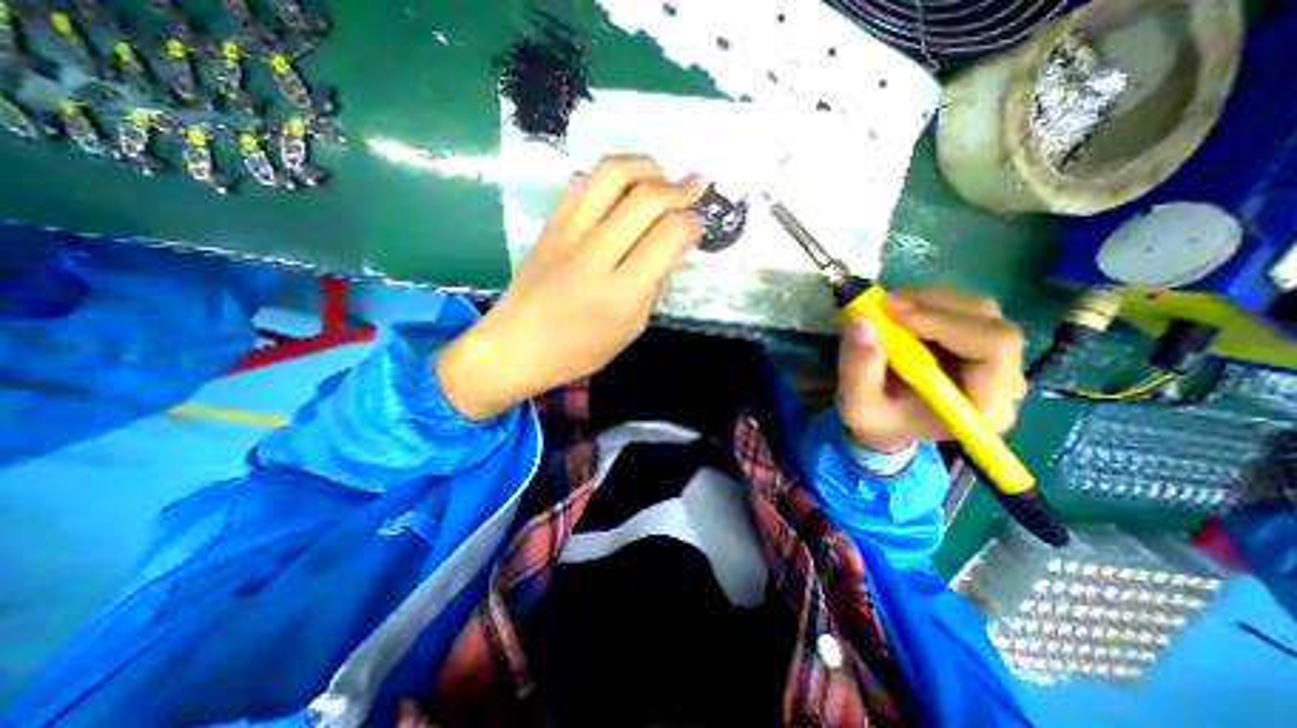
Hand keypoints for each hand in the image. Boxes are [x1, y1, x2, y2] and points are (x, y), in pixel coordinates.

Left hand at [439, 156, 704, 416]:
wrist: (516, 346)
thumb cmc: (579, 350)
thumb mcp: (630, 329)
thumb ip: (652, 285)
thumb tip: (667, 246)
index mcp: (622, 293)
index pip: (669, 237)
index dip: (691, 224)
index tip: (695, 227)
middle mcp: (596, 256)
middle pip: (646, 199)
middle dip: (679, 188)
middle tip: (694, 187)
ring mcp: (568, 235)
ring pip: (612, 176)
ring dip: (645, 166)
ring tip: (660, 174)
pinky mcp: (549, 226)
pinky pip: (581, 183)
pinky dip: (608, 174)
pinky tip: (621, 184)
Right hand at [836, 285, 1028, 452]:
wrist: (887, 423)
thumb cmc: (878, 421)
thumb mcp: (858, 407)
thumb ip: (858, 370)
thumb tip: (861, 321)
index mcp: (985, 405)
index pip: (992, 348)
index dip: (944, 323)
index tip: (893, 313)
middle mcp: (1005, 378)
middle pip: (988, 322)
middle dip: (932, 307)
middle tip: (882, 304)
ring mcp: (997, 357)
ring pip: (976, 309)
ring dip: (926, 301)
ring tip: (884, 309)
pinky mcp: (979, 339)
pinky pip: (962, 308)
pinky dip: (926, 301)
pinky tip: (898, 313)